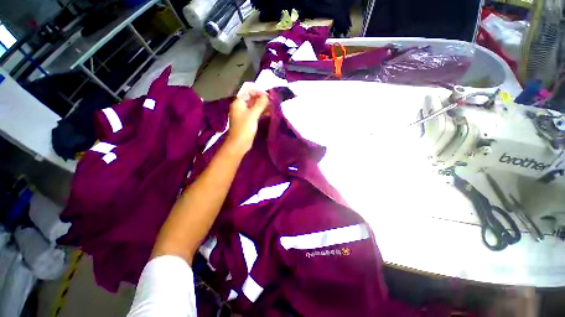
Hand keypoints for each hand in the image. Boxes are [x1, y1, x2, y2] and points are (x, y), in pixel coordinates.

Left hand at [226, 89, 268, 154]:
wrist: (239, 143)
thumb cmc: (245, 128)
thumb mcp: (253, 114)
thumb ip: (260, 104)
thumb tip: (266, 96)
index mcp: (238, 103)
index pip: (248, 92)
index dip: (258, 92)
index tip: (268, 95)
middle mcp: (240, 107)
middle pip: (252, 99)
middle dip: (262, 99)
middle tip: (272, 101)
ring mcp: (244, 114)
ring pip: (254, 106)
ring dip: (263, 106)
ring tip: (272, 107)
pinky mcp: (248, 121)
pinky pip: (255, 113)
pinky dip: (261, 112)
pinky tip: (269, 113)